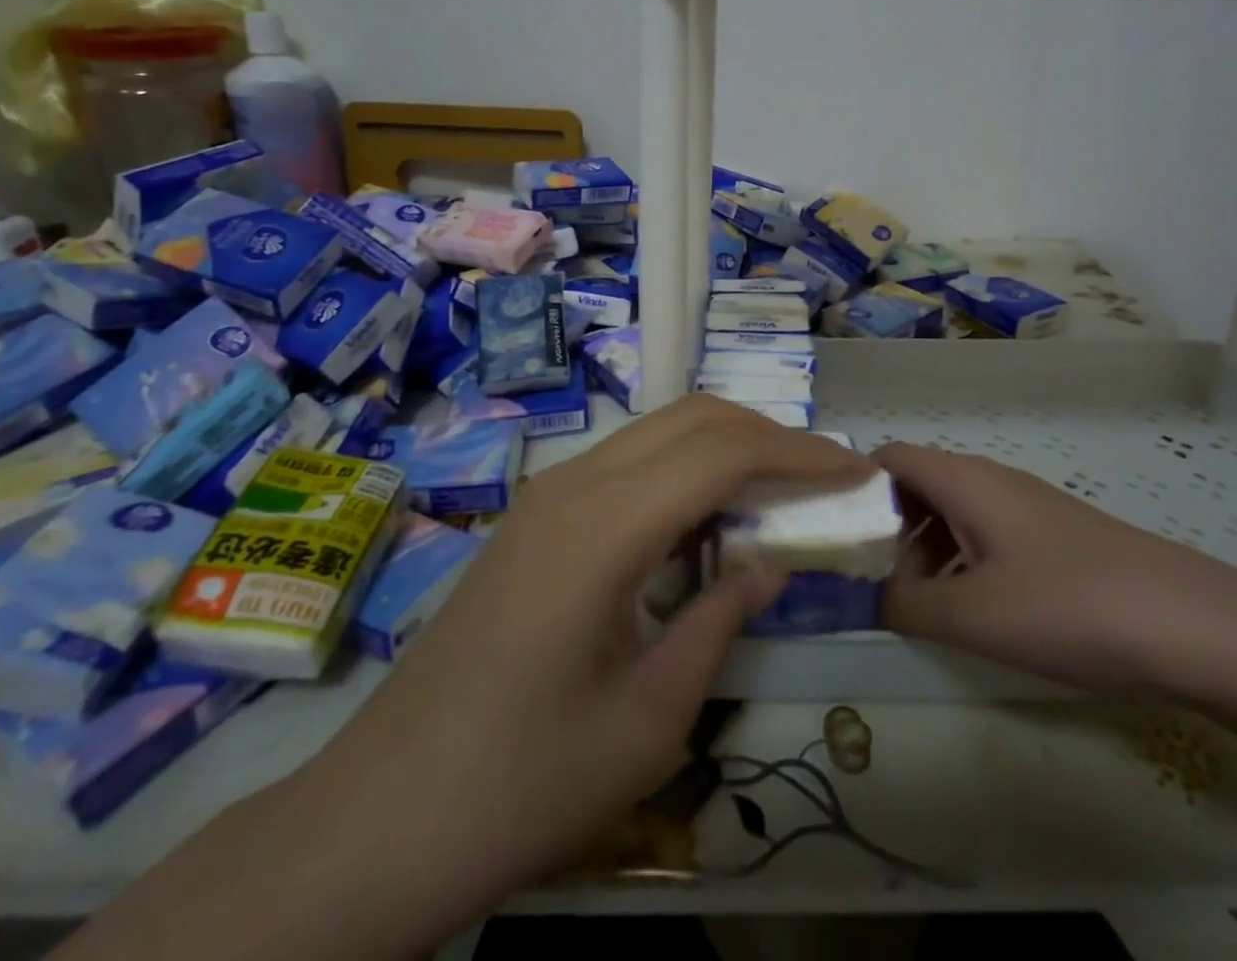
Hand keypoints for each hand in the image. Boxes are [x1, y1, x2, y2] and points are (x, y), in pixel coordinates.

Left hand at [291, 396, 873, 937]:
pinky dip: (684, 468)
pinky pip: (628, 462)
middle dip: (769, 435)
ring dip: (726, 446)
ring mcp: (547, 494)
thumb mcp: (648, 721)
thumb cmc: (521, 784)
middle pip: (692, 418)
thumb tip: (768, 569)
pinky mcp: (535, 515)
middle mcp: (574, 484)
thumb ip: (718, 624)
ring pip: (658, 431)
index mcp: (604, 527)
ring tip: (781, 489)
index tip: (858, 471)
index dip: (800, 454)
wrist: (379, 818)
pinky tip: (708, 517)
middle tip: (826, 475)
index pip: (723, 453)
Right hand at [879, 442, 1236, 698]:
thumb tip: (861, 597)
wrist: (1188, 622)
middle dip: (885, 524)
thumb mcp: (972, 615)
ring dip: (924, 546)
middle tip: (866, 575)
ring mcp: (1025, 505)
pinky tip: (972, 607)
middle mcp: (990, 479)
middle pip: (917, 482)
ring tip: (915, 600)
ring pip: (952, 509)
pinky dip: (961, 558)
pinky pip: (986, 531)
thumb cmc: (1066, 605)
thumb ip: (904, 604)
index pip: (889, 456)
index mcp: (963, 480)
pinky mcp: (1053, 534)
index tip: (832, 531)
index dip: (854, 485)